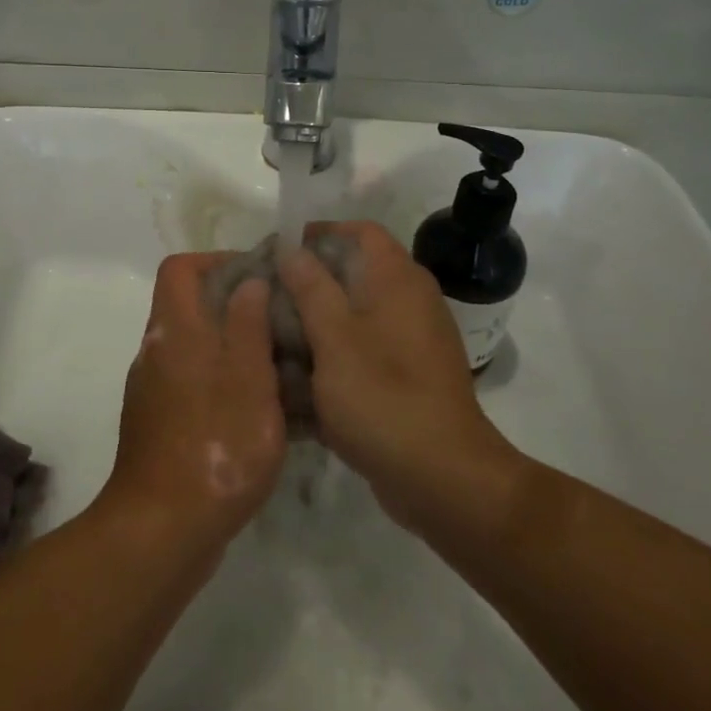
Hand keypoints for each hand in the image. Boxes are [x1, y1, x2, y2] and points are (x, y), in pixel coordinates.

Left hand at [99, 253, 286, 558]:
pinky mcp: (160, 426)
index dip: (217, 261)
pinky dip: (223, 384)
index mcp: (174, 330)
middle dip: (235, 306)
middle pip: (189, 306)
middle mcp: (157, 352)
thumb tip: (249, 281)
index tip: (258, 278)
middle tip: (281, 323)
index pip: (180, 268)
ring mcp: (154, 391)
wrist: (162, 531)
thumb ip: (248, 324)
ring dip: (234, 348)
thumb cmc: (215, 444)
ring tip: (281, 367)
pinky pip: (194, 385)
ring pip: (196, 348)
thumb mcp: (248, 379)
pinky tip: (260, 413)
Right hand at [279, 222, 522, 537]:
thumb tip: (292, 249)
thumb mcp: (334, 337)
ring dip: (315, 325)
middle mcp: (410, 301)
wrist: (444, 478)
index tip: (278, 253)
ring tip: (272, 341)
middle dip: (308, 284)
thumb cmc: (383, 397)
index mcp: (398, 279)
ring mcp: (411, 342)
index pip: (359, 231)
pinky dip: (333, 360)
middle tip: (266, 300)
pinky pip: (363, 354)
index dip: (318, 233)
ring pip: (354, 317)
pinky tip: (297, 385)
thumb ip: (311, 287)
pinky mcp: (407, 378)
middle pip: (353, 273)